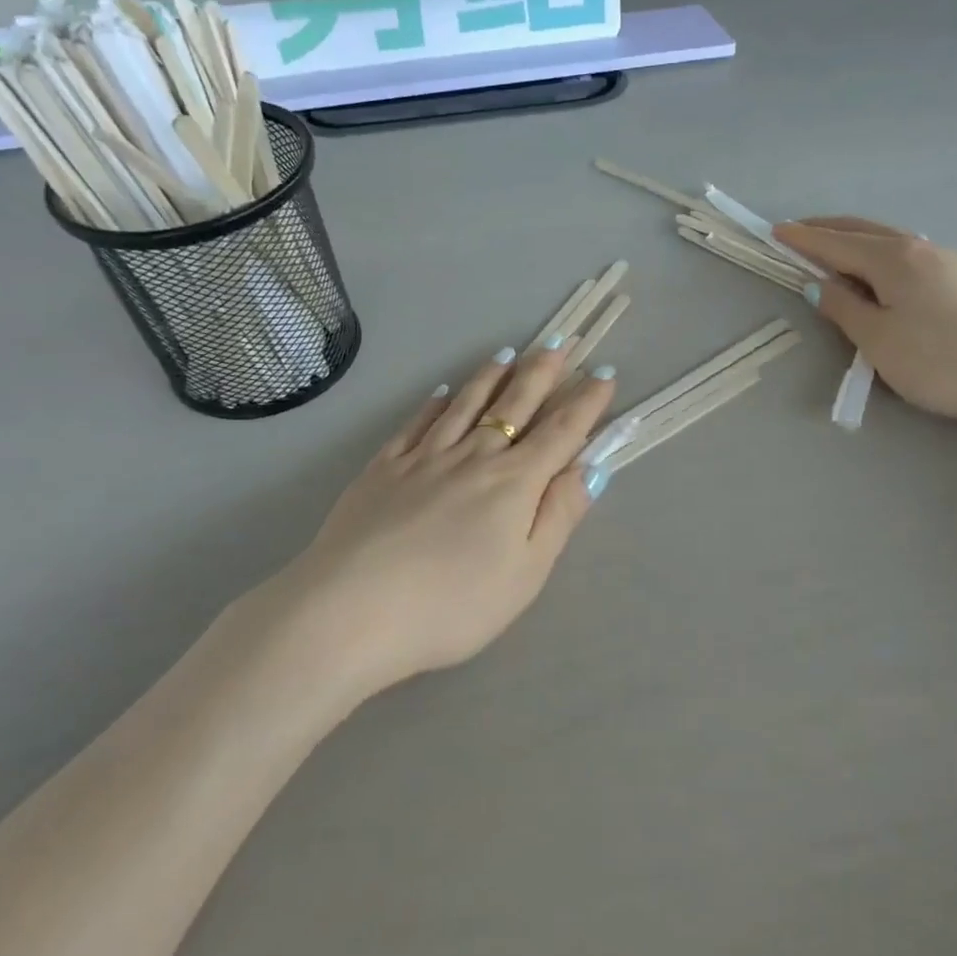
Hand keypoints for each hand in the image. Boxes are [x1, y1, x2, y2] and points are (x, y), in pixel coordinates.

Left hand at [268, 343, 617, 687]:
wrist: (351, 611)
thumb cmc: (452, 605)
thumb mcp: (525, 573)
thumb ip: (559, 516)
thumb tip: (592, 467)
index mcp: (513, 484)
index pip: (560, 433)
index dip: (586, 402)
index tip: (605, 373)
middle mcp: (472, 457)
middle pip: (513, 406)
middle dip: (541, 373)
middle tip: (559, 345)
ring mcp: (423, 458)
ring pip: (465, 406)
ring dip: (490, 377)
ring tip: (507, 354)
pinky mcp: (382, 468)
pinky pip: (415, 424)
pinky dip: (433, 405)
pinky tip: (441, 393)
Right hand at [773, 217, 956, 431]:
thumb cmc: (942, 361)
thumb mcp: (878, 340)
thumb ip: (844, 309)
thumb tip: (818, 284)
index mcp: (893, 259)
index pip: (836, 243)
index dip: (803, 239)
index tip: (775, 231)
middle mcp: (922, 249)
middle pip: (865, 232)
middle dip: (829, 230)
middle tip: (800, 234)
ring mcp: (952, 262)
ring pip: (893, 242)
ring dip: (859, 242)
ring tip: (838, 254)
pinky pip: (914, 257)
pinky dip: (885, 257)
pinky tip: (887, 275)